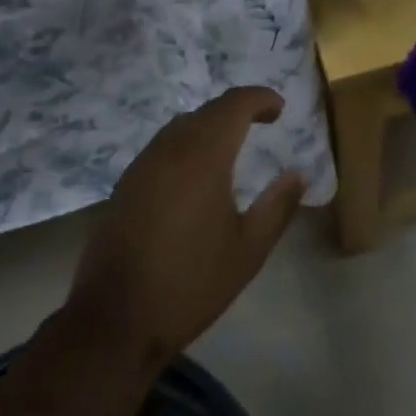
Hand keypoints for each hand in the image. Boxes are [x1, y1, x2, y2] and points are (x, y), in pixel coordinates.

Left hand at [65, 87, 303, 372]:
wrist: (116, 318)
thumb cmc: (191, 284)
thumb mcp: (248, 250)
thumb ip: (278, 206)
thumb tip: (299, 173)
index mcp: (204, 157)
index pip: (234, 105)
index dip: (259, 98)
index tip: (280, 108)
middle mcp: (170, 148)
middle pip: (207, 111)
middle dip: (237, 109)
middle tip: (262, 122)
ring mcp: (142, 164)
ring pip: (181, 126)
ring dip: (209, 125)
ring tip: (233, 143)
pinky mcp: (126, 183)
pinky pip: (163, 146)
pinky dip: (187, 143)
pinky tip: (196, 171)